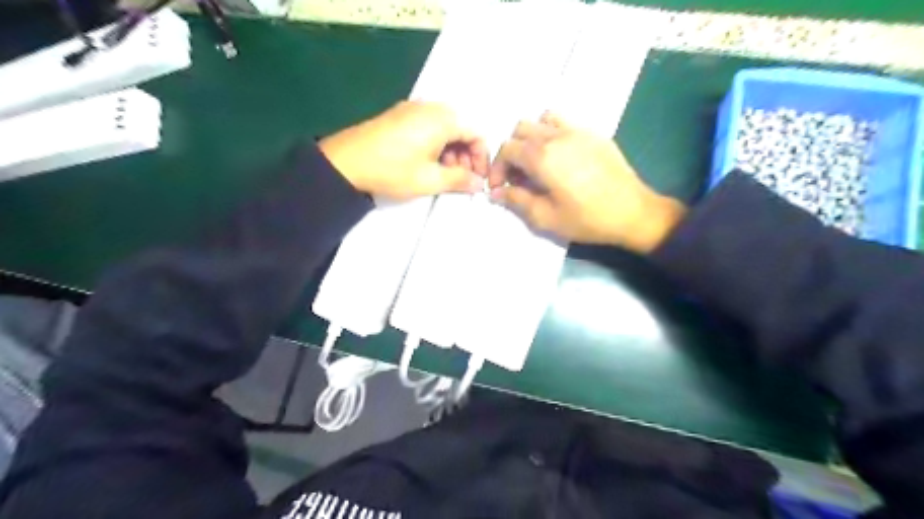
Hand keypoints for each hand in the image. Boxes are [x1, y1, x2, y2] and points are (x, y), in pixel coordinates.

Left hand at [320, 99, 486, 198]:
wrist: (345, 163)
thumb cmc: (392, 170)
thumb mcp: (429, 180)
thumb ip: (460, 180)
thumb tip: (479, 183)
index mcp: (443, 118)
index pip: (476, 134)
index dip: (482, 159)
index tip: (478, 180)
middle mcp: (431, 107)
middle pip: (461, 130)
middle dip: (466, 156)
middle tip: (460, 180)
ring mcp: (412, 109)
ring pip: (444, 129)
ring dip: (451, 153)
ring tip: (443, 176)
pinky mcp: (399, 115)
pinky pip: (428, 127)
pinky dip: (435, 146)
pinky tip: (426, 164)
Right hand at [491, 113, 685, 252]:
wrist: (633, 212)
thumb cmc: (587, 219)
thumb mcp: (546, 217)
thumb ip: (517, 200)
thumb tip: (495, 192)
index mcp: (542, 156)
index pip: (507, 149)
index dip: (496, 168)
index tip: (499, 187)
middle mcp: (557, 136)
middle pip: (520, 129)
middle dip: (512, 151)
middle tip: (518, 176)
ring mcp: (578, 131)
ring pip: (542, 119)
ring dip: (532, 137)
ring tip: (537, 162)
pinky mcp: (594, 134)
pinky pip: (565, 122)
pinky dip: (553, 133)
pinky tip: (561, 157)